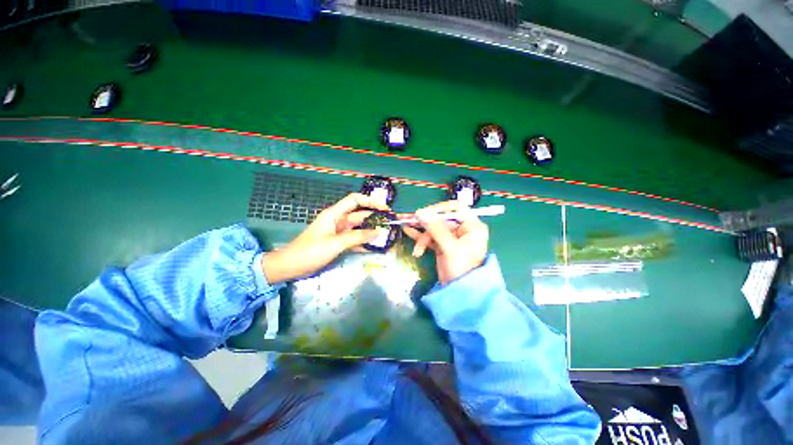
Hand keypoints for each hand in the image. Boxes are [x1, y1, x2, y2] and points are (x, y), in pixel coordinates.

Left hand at [262, 193, 389, 282]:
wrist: (291, 266)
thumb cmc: (310, 251)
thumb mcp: (335, 243)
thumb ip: (357, 237)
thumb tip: (378, 232)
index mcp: (335, 214)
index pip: (355, 200)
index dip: (370, 201)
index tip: (384, 208)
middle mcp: (338, 220)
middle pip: (360, 215)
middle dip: (374, 218)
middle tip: (390, 224)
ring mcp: (339, 232)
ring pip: (358, 228)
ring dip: (370, 231)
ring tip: (386, 235)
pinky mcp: (338, 242)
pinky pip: (354, 239)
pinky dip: (363, 241)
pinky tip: (374, 246)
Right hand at [403, 201, 488, 284]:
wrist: (459, 292)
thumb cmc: (461, 268)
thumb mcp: (449, 247)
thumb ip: (435, 228)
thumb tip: (420, 212)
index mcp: (471, 227)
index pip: (456, 208)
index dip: (440, 208)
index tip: (425, 213)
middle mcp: (462, 229)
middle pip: (441, 219)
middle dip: (426, 223)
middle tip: (410, 220)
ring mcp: (451, 238)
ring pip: (434, 229)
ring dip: (422, 234)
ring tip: (408, 232)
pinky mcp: (442, 245)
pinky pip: (430, 237)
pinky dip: (420, 236)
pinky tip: (408, 231)